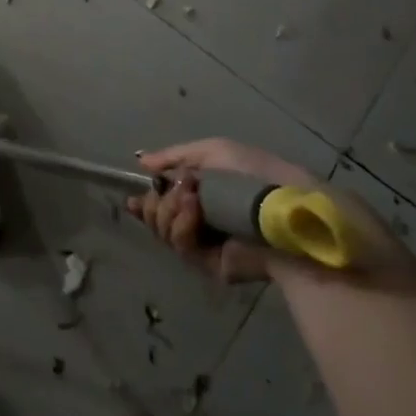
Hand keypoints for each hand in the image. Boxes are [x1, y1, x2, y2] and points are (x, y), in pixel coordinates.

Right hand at [128, 138, 316, 282]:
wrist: (284, 208)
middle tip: (172, 191)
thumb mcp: (213, 151)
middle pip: (156, 218)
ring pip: (163, 231)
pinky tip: (193, 212)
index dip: (145, 201)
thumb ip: (174, 156)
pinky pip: (180, 246)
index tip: (132, 199)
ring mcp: (204, 243)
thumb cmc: (253, 173)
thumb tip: (141, 161)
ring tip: (191, 198)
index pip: (163, 201)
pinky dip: (181, 226)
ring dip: (168, 210)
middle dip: (155, 203)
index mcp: (202, 194)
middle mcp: (200, 220)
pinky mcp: (210, 264)